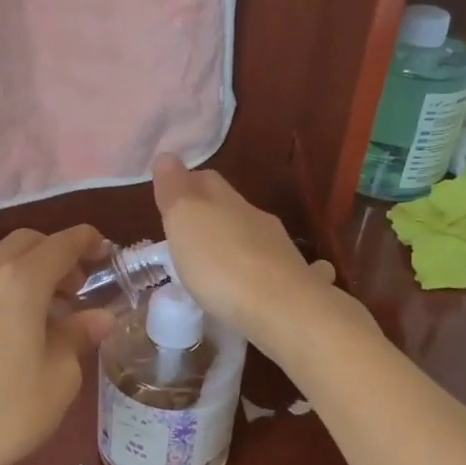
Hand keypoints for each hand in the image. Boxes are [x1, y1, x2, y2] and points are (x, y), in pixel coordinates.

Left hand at [0, 225, 112, 464]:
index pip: (61, 245)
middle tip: (74, 288)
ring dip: (8, 268)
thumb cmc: (10, 411)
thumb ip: (79, 336)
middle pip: (21, 244)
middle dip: (52, 254)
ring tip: (25, 300)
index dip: (87, 241)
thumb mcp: (61, 376)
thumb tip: (99, 317)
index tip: (105, 251)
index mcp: (21, 282)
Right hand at [151, 155, 337, 352]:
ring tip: (219, 263)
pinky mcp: (297, 283)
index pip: (207, 181)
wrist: (281, 308)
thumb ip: (175, 190)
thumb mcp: (184, 221)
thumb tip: (167, 156)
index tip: (171, 197)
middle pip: (232, 208)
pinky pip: (282, 269)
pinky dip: (269, 271)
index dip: (188, 184)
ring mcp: (282, 251)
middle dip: (213, 215)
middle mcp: (258, 219)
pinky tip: (265, 285)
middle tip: (191, 234)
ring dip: (239, 243)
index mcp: (228, 202)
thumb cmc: (221, 263)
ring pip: (257, 237)